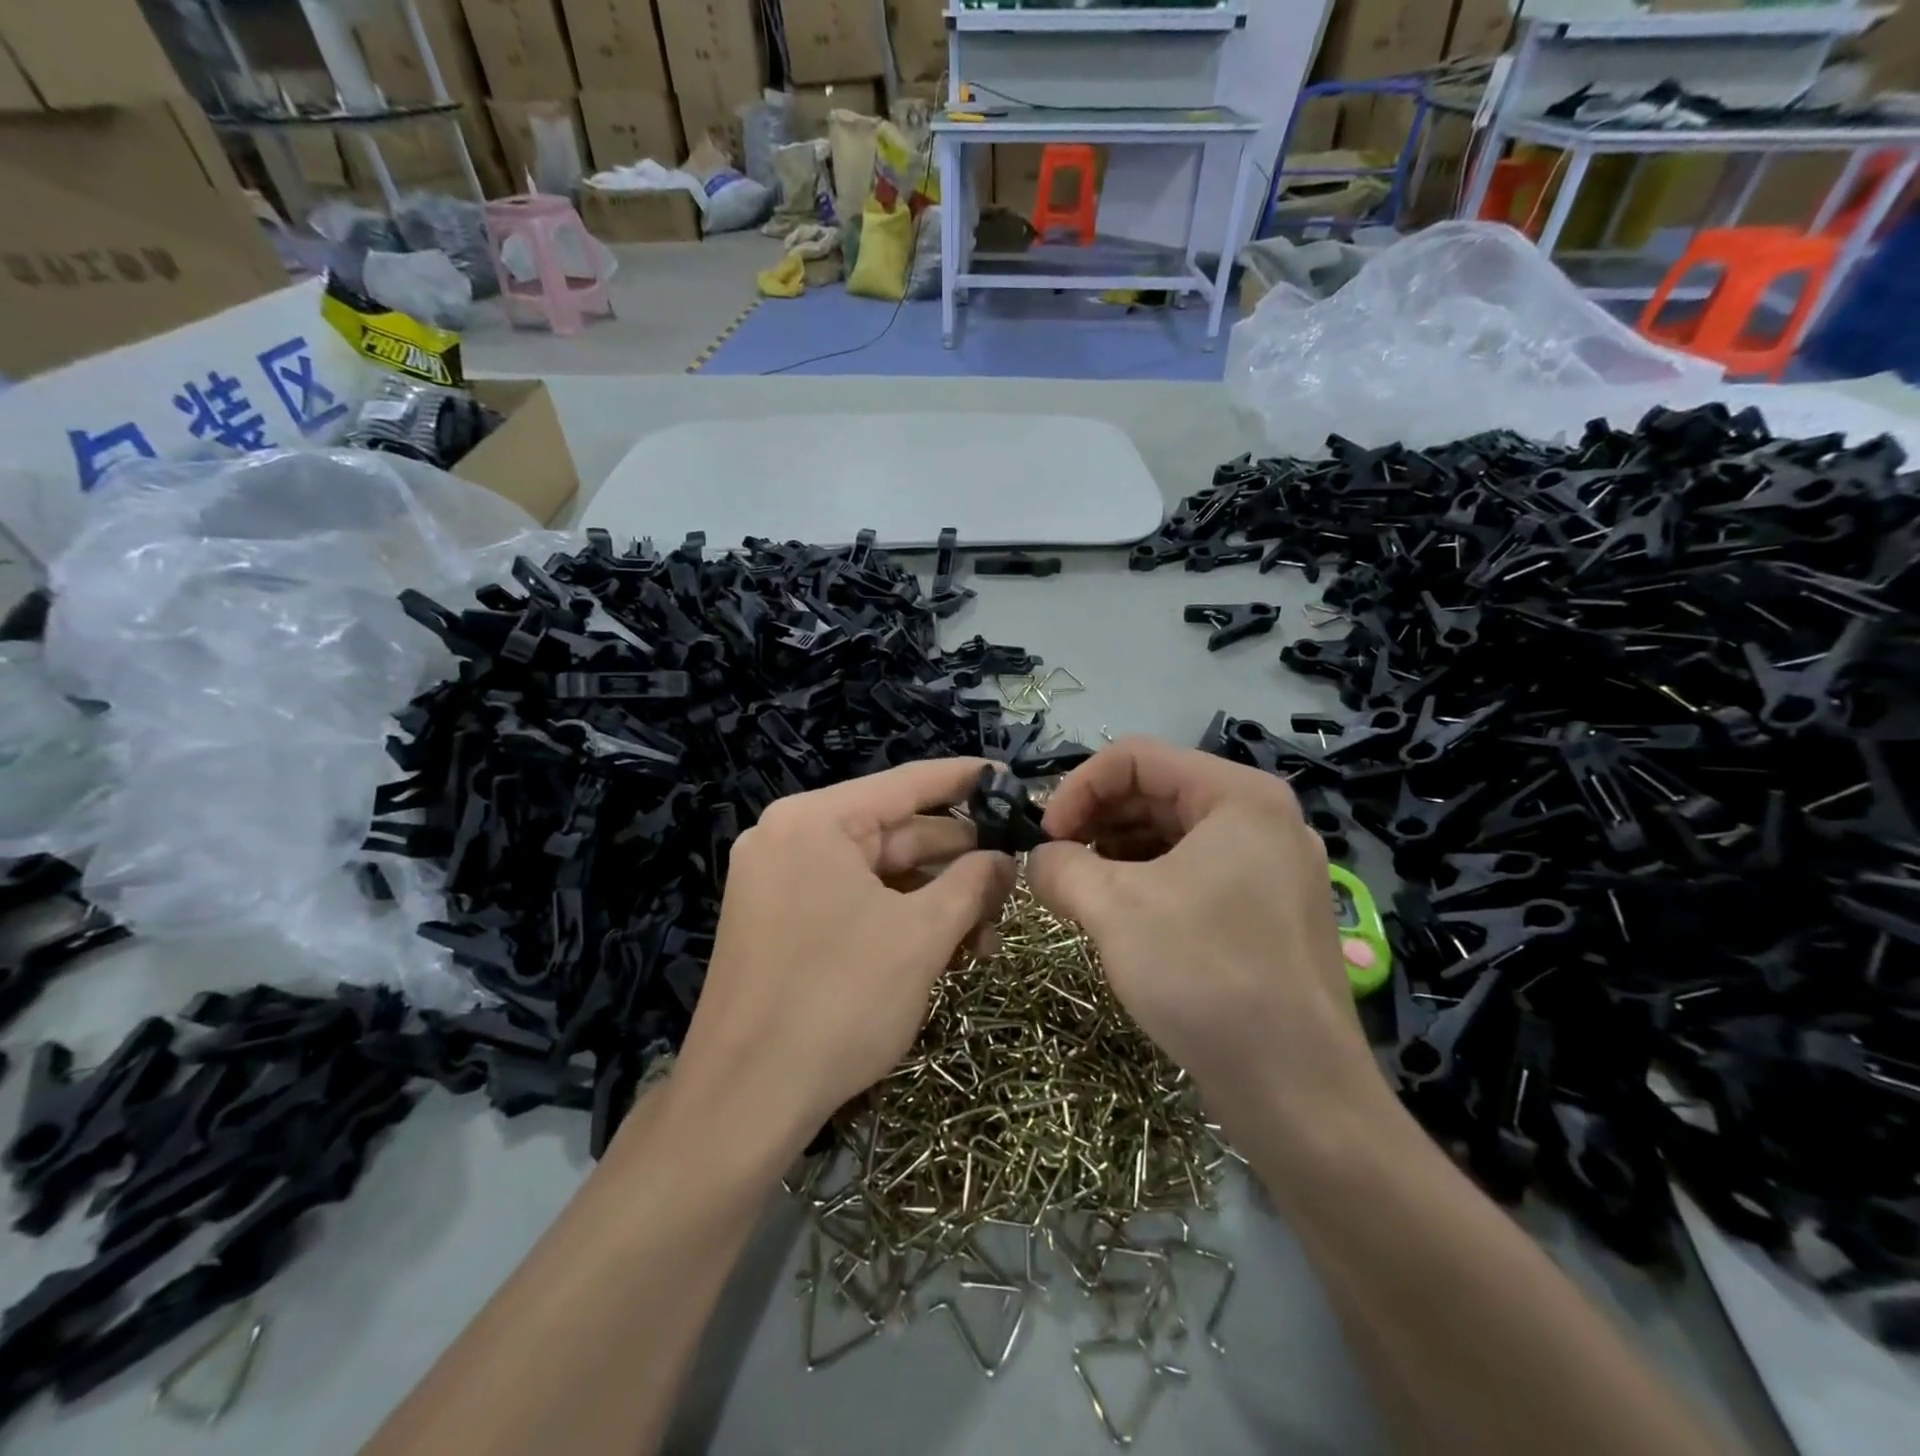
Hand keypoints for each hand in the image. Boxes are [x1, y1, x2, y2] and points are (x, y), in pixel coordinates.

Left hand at [673, 759, 1015, 1148]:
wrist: (743, 1103)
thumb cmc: (839, 1002)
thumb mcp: (921, 936)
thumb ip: (972, 884)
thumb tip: (1005, 859)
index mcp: (815, 821)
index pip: (905, 784)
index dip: (964, 779)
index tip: (1009, 776)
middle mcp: (790, 838)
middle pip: (894, 834)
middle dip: (958, 862)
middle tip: (1014, 881)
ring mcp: (779, 882)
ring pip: (877, 875)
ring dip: (935, 900)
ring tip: (989, 936)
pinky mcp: (778, 923)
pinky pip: (853, 902)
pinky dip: (899, 920)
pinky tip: (946, 949)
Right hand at [1025, 737, 1382, 1146]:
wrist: (1299, 1093)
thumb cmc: (1206, 977)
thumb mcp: (1113, 909)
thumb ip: (1059, 867)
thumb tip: (1037, 860)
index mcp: (1238, 795)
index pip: (1135, 757)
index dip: (1077, 787)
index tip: (1043, 837)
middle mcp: (1262, 818)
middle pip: (1156, 791)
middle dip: (1095, 820)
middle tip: (1054, 865)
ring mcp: (1270, 867)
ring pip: (1172, 834)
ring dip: (1116, 852)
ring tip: (1078, 892)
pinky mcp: (1267, 911)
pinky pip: (1193, 873)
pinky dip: (1146, 882)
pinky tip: (1116, 916)